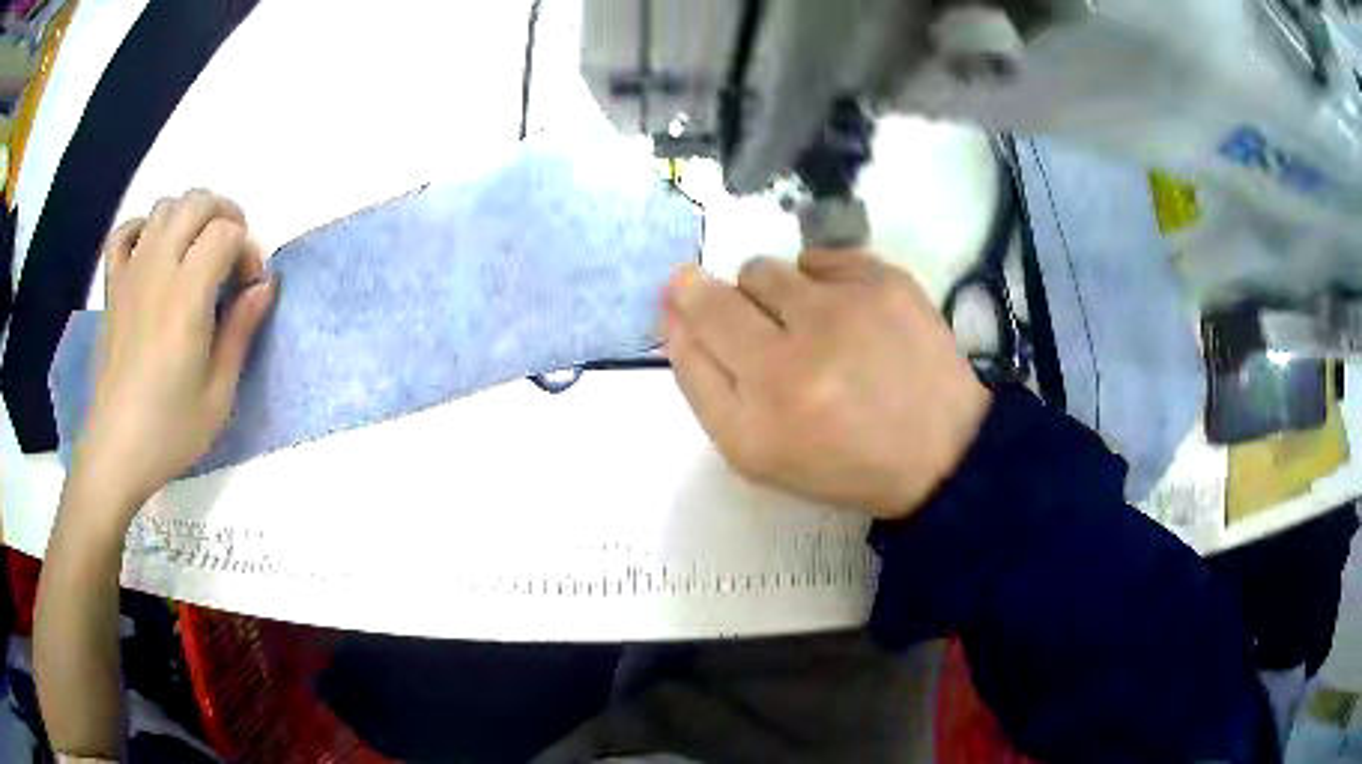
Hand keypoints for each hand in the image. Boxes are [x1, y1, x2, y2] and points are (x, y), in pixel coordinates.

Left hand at [75, 189, 276, 516]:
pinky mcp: (112, 289)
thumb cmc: (170, 431)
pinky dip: (142, 228)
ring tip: (198, 252)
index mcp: (186, 297)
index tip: (249, 289)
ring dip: (189, 216)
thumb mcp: (219, 395)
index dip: (247, 249)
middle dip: (225, 216)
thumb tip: (265, 285)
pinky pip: (124, 234)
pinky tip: (153, 250)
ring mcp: (130, 275)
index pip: (225, 233)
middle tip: (233, 257)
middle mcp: (157, 270)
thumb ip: (241, 331)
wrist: (115, 453)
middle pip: (196, 203)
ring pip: (164, 208)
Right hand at [663, 250, 990, 518]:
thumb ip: (701, 382)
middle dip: (728, 303)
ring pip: (771, 269)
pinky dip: (822, 283)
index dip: (684, 302)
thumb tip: (676, 309)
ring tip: (811, 331)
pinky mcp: (887, 281)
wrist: (939, 450)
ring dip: (776, 295)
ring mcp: (850, 308)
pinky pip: (821, 257)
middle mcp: (802, 350)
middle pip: (726, 289)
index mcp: (765, 405)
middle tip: (766, 337)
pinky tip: (848, 318)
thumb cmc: (839, 459)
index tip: (684, 296)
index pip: (697, 321)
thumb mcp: (754, 451)